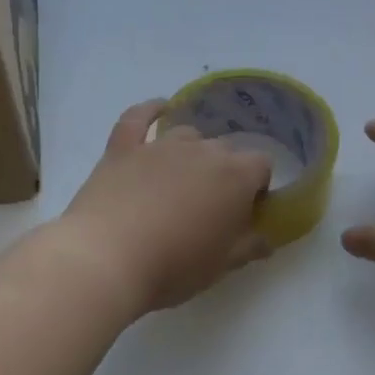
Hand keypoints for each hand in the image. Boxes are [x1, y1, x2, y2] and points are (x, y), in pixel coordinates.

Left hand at [58, 100, 274, 314]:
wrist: (107, 259)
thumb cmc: (174, 266)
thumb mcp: (221, 265)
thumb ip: (249, 246)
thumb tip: (267, 238)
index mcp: (235, 176)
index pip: (261, 164)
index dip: (256, 186)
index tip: (244, 212)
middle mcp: (202, 150)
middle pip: (225, 149)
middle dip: (224, 172)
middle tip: (209, 206)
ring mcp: (159, 145)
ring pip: (187, 134)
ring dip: (191, 151)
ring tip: (181, 180)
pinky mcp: (122, 149)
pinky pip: (138, 118)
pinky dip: (150, 111)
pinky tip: (158, 108)